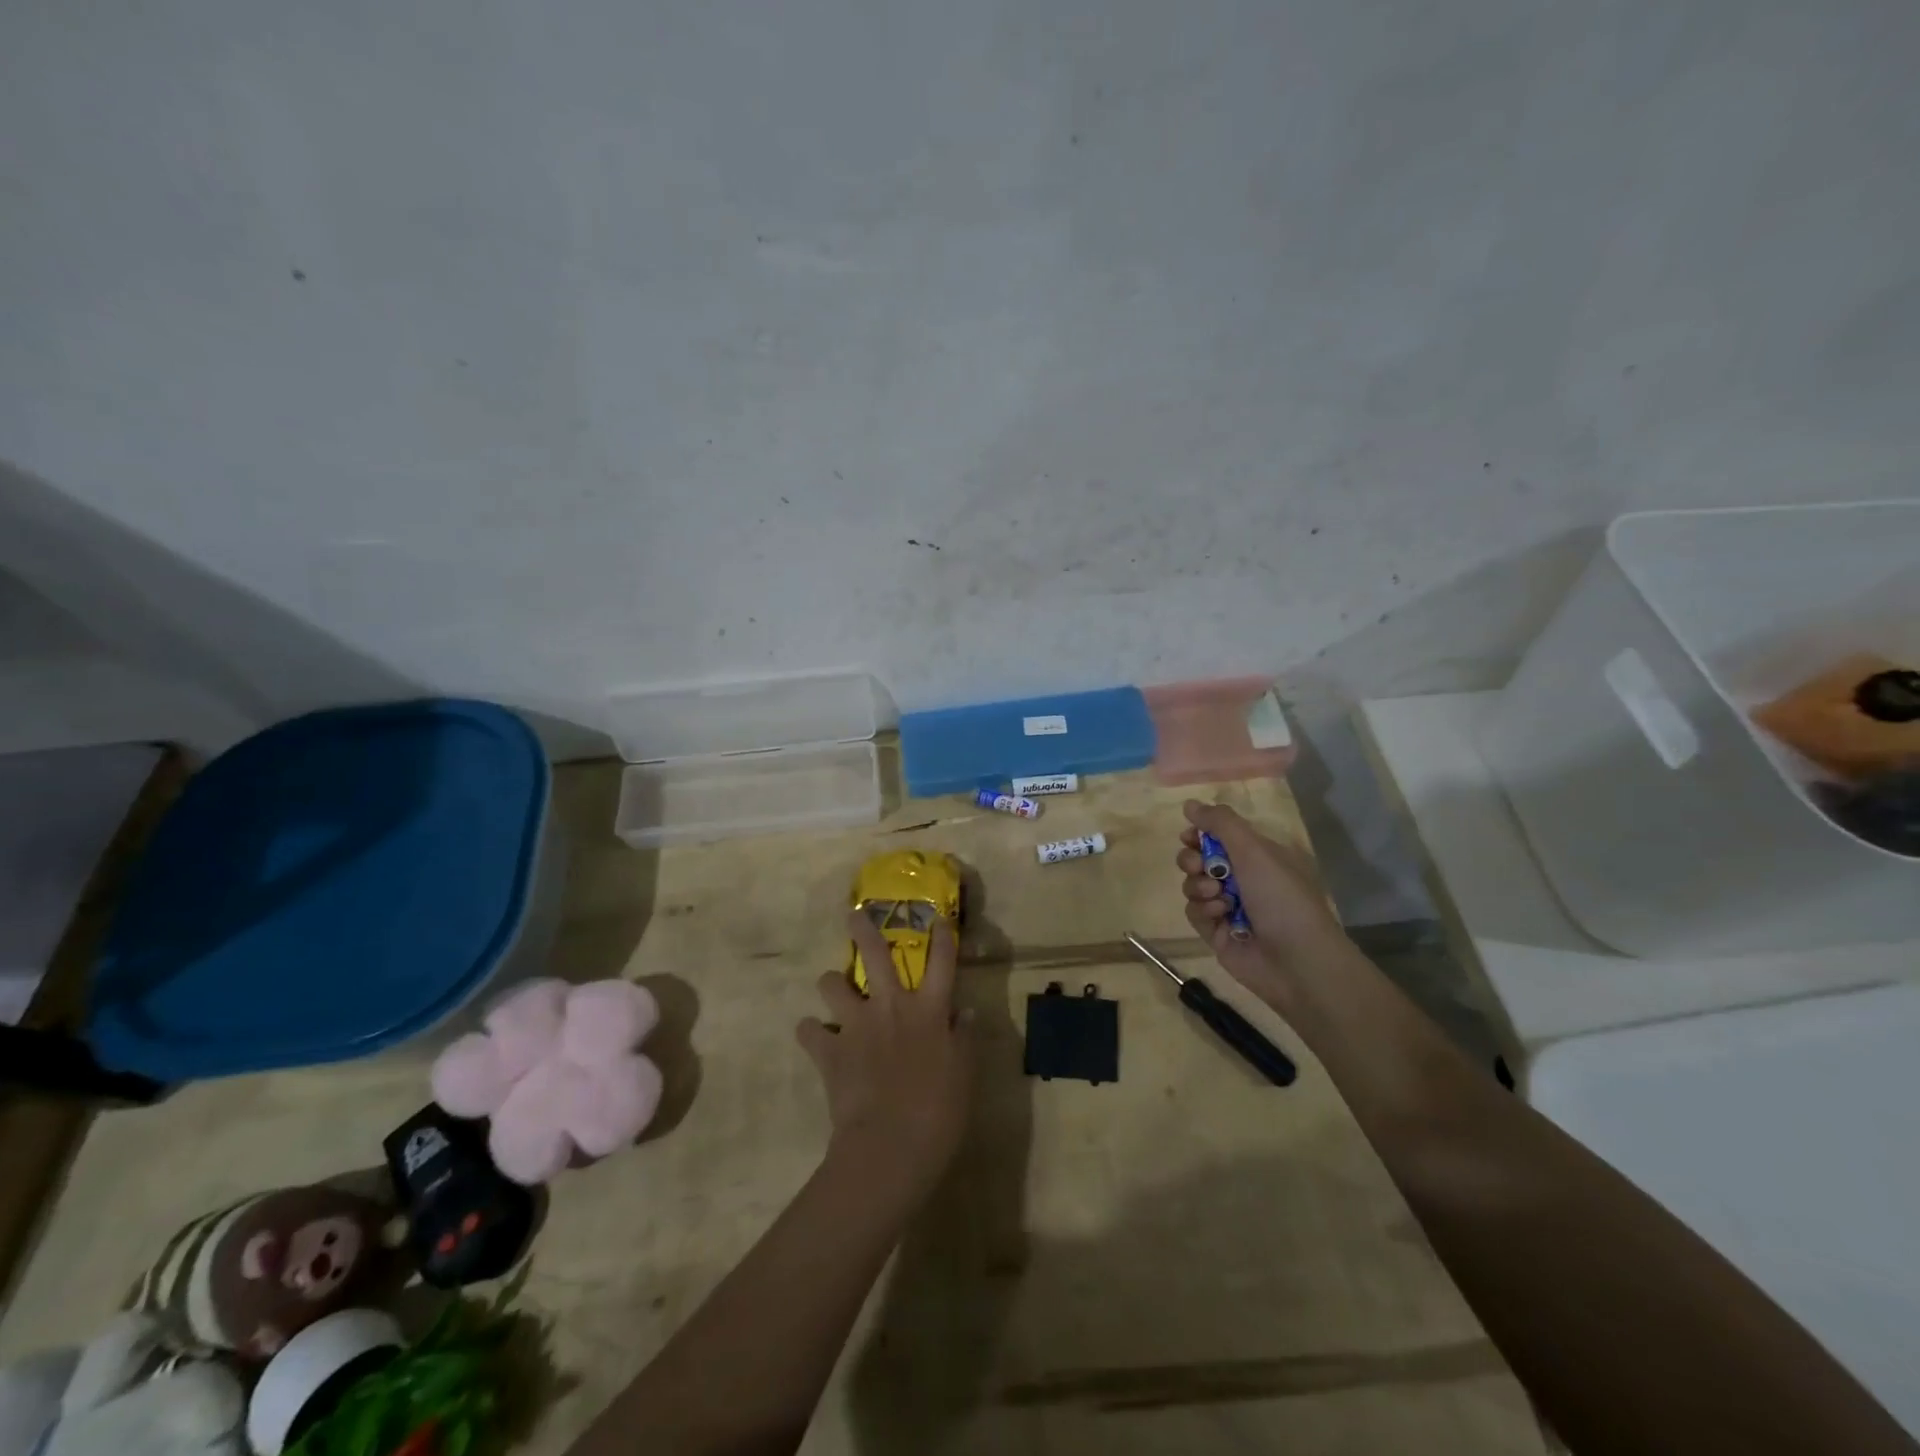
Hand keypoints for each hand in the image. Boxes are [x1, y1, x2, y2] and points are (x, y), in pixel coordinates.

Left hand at [796, 913, 972, 1201]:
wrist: (889, 1148)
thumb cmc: (939, 1114)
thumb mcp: (965, 1076)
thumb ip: (964, 1039)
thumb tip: (966, 1012)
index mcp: (929, 1011)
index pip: (941, 962)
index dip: (941, 937)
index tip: (936, 917)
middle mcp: (891, 1006)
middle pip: (875, 955)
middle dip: (863, 930)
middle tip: (854, 915)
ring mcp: (856, 1025)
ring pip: (833, 984)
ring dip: (832, 984)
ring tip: (833, 990)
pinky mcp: (829, 1050)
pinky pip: (808, 1030)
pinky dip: (811, 1032)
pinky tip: (816, 1039)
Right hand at [1176, 799, 1345, 1002]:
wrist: (1297, 962)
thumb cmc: (1282, 898)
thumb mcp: (1254, 851)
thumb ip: (1220, 823)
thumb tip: (1189, 804)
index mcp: (1258, 856)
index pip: (1219, 835)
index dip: (1200, 834)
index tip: (1189, 835)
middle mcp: (1243, 879)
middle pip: (1199, 859)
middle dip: (1193, 860)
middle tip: (1200, 866)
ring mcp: (1229, 907)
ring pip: (1193, 885)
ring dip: (1199, 887)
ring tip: (1217, 897)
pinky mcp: (1217, 933)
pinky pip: (1194, 912)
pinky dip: (1203, 911)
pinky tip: (1220, 917)